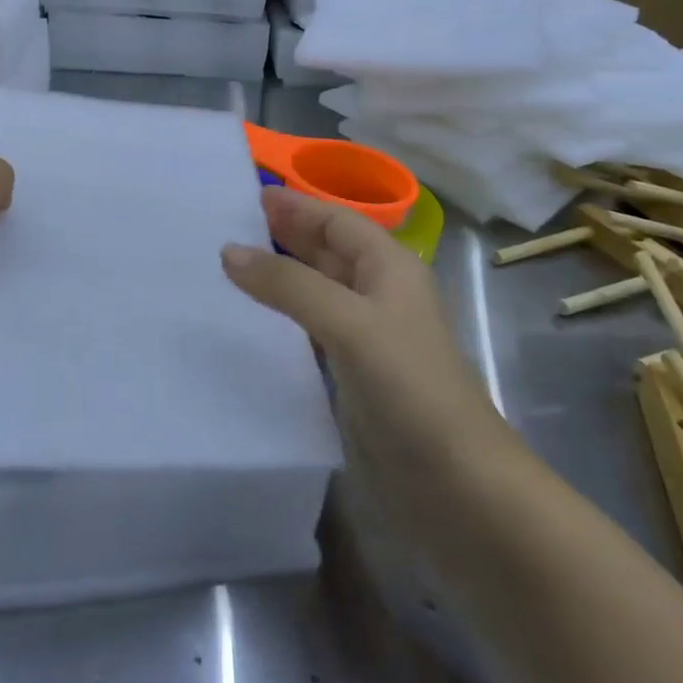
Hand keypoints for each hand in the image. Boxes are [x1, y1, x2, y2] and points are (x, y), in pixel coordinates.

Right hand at [221, 188, 503, 475]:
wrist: (456, 487)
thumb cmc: (411, 388)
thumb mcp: (350, 323)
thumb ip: (289, 285)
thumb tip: (229, 251)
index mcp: (389, 268)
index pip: (337, 221)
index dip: (297, 205)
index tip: (247, 195)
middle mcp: (378, 295)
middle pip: (327, 251)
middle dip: (284, 235)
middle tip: (227, 226)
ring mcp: (366, 339)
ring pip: (315, 292)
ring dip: (278, 278)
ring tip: (226, 268)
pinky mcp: (352, 378)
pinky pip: (308, 333)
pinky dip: (280, 321)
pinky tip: (247, 323)